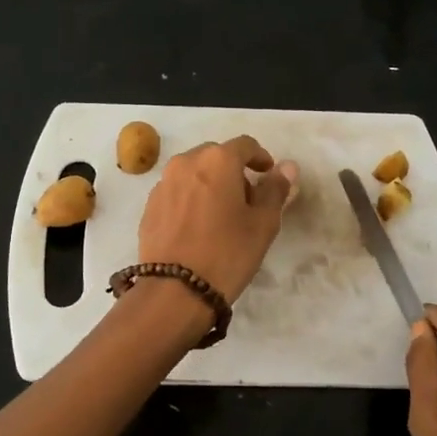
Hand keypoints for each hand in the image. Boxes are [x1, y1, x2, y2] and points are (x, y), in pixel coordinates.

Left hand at [138, 135, 297, 302]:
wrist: (175, 290)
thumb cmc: (227, 253)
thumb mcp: (263, 224)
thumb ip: (275, 190)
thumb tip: (287, 167)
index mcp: (217, 160)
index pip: (245, 145)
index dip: (260, 158)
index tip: (267, 175)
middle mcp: (186, 162)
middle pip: (216, 156)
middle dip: (233, 171)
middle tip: (246, 200)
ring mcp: (163, 184)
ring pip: (193, 173)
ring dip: (210, 184)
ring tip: (220, 215)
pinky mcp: (149, 206)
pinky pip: (177, 192)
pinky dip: (190, 200)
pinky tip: (197, 227)